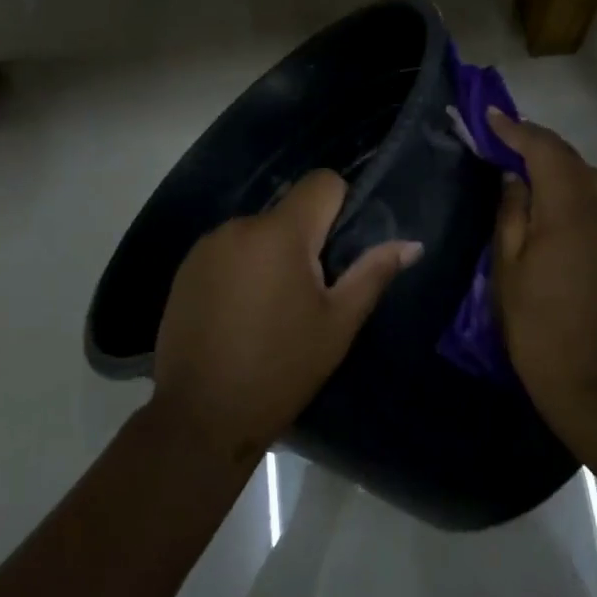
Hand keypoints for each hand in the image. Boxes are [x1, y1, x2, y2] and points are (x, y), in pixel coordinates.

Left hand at [153, 171, 421, 465]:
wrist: (200, 415)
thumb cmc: (281, 369)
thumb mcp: (337, 325)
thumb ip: (372, 274)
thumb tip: (411, 243)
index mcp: (281, 234)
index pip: (321, 182)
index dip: (340, 204)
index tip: (341, 248)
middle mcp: (239, 226)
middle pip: (288, 211)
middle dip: (305, 239)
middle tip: (310, 293)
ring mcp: (206, 246)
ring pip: (257, 232)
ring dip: (272, 255)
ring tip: (273, 309)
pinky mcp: (185, 269)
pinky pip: (227, 251)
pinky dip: (242, 269)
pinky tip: (240, 314)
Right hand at [488, 109, 596, 422]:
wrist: (593, 381)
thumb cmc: (537, 325)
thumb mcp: (508, 267)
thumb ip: (511, 214)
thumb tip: (515, 178)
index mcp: (569, 211)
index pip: (545, 151)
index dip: (516, 130)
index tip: (490, 116)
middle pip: (572, 159)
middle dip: (538, 143)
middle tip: (502, 141)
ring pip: (590, 178)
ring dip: (558, 165)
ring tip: (524, 170)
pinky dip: (572, 188)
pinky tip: (549, 204)